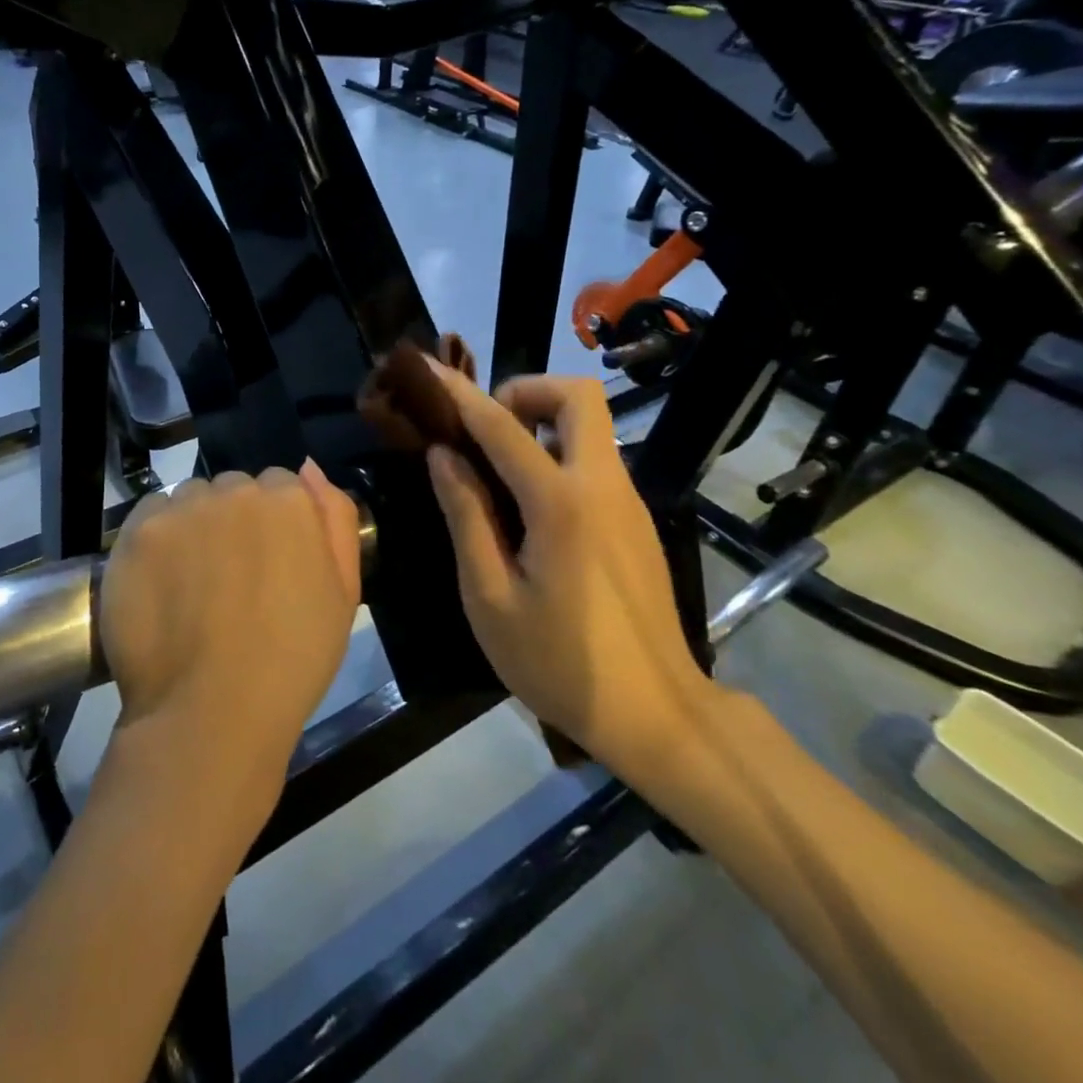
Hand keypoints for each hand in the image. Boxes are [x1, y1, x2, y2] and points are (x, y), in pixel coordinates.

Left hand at [98, 464, 361, 793]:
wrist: (212, 713)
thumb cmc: (292, 661)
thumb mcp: (343, 593)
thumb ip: (335, 518)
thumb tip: (310, 466)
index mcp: (290, 501)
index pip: (281, 487)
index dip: (275, 527)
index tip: (267, 566)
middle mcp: (236, 490)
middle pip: (234, 489)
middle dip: (235, 520)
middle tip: (230, 578)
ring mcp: (184, 508)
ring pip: (192, 498)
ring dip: (195, 524)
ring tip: (191, 583)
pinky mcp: (139, 530)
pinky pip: (151, 513)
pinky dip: (157, 538)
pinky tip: (162, 581)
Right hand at [423, 368, 721, 786]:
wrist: (656, 714)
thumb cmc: (559, 663)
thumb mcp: (490, 597)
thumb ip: (466, 516)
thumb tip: (444, 456)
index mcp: (561, 504)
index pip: (502, 426)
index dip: (459, 394)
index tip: (426, 369)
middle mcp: (603, 486)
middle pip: (578, 396)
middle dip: (525, 392)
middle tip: (484, 430)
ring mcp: (628, 501)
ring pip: (590, 426)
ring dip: (541, 424)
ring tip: (494, 472)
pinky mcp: (636, 521)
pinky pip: (595, 461)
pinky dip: (557, 456)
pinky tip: (528, 510)